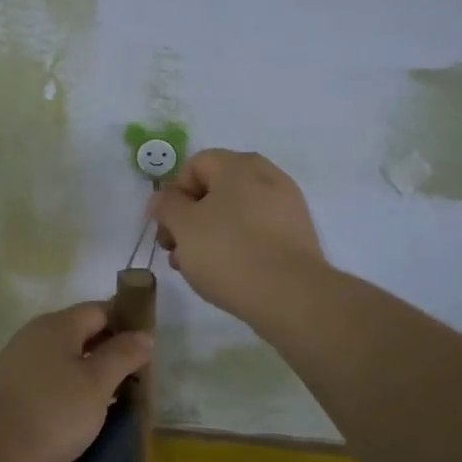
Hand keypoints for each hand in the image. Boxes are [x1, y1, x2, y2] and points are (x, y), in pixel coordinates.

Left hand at [0, 303, 152, 461]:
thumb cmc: (52, 412)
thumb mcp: (97, 384)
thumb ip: (123, 355)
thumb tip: (144, 335)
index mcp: (59, 324)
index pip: (101, 309)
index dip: (127, 324)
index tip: (147, 349)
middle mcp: (36, 333)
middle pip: (82, 331)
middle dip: (110, 350)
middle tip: (134, 377)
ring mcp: (20, 358)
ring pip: (66, 355)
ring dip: (91, 370)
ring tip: (113, 397)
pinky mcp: (11, 385)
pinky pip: (50, 375)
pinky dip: (70, 385)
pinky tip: (80, 411)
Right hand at [148, 149, 324, 322]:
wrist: (292, 296)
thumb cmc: (229, 252)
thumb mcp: (184, 226)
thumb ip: (167, 205)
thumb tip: (164, 197)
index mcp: (239, 165)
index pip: (195, 165)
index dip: (173, 194)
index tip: (166, 228)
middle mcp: (267, 176)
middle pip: (215, 190)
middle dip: (189, 219)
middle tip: (176, 251)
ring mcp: (287, 206)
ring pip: (235, 213)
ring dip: (210, 235)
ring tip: (197, 269)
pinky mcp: (297, 235)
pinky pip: (257, 232)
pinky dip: (238, 246)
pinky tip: (227, 274)